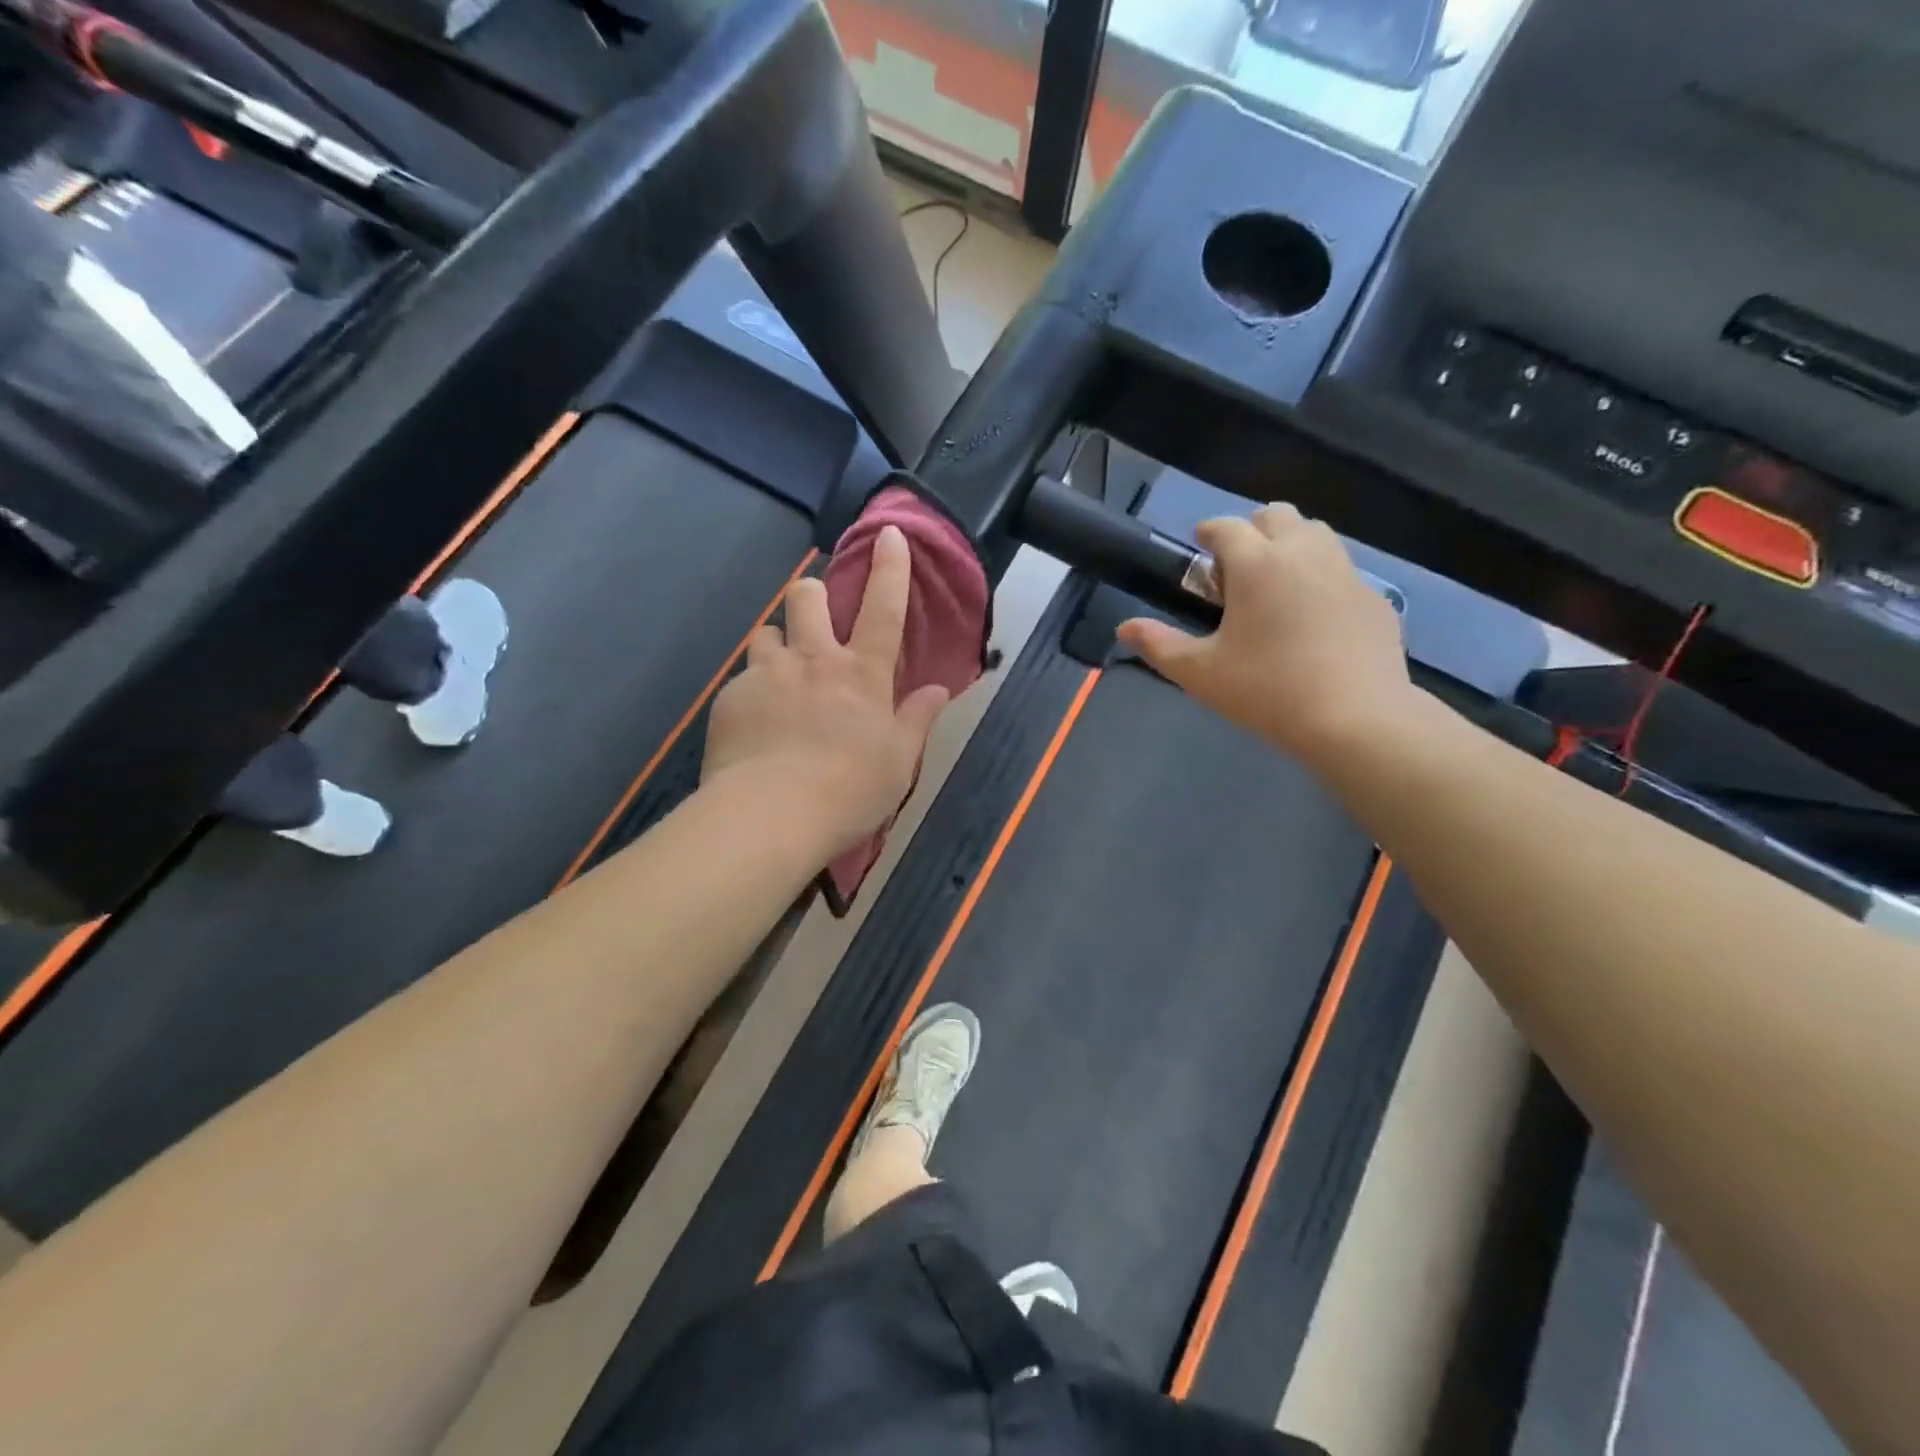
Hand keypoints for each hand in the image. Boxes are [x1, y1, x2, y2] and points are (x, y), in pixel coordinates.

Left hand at [703, 525, 951, 856]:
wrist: (770, 816)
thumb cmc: (848, 791)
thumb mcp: (898, 762)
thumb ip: (917, 719)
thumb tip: (938, 690)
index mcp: (862, 674)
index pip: (884, 608)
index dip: (891, 568)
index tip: (889, 534)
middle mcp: (814, 660)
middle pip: (807, 597)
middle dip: (812, 595)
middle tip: (815, 620)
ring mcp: (767, 675)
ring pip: (767, 632)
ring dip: (778, 644)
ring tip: (781, 677)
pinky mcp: (731, 698)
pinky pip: (742, 679)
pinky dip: (753, 691)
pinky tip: (755, 726)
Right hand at [1116, 503, 1414, 773]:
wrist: (1355, 719)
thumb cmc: (1267, 690)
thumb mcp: (1200, 673)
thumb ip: (1158, 645)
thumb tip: (1124, 628)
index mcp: (1257, 563)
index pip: (1226, 527)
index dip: (1208, 533)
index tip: (1199, 549)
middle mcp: (1304, 553)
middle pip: (1276, 516)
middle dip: (1252, 531)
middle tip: (1236, 572)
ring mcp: (1346, 573)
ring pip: (1315, 536)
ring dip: (1289, 547)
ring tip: (1274, 589)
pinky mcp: (1375, 599)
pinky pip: (1342, 573)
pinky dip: (1321, 581)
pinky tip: (1313, 622)